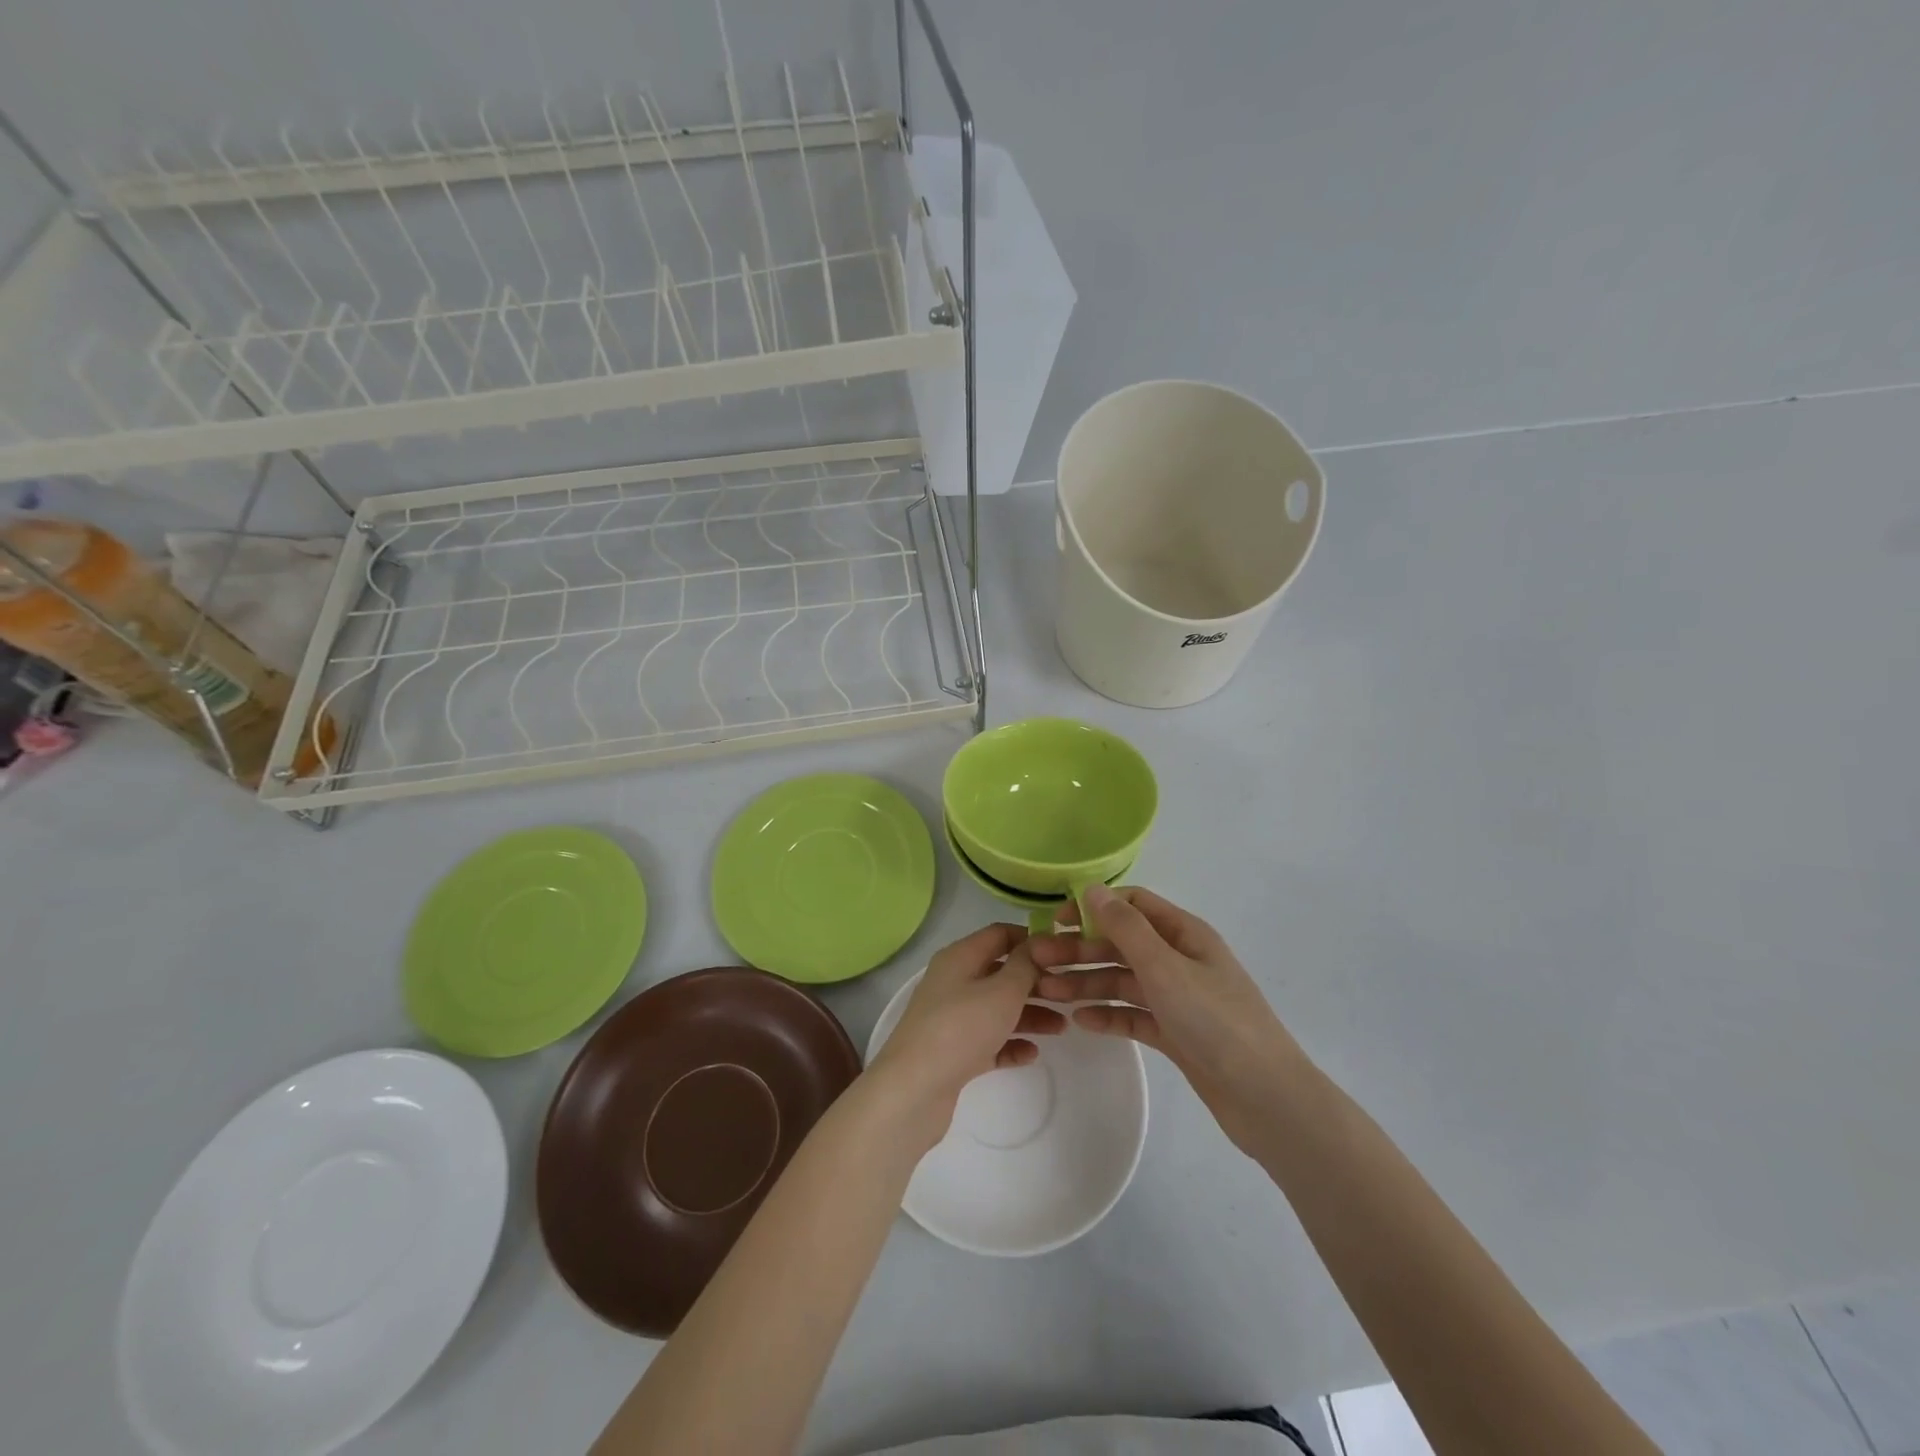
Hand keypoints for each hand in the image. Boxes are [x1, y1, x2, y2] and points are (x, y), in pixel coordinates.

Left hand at [868, 923, 1066, 1140]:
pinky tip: (1032, 1054)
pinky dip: (1010, 1044)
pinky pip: (989, 1041)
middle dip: (1036, 982)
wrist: (914, 1089)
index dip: (1032, 940)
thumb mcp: (1002, 991)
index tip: (1064, 954)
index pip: (1000, 934)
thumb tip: (1036, 946)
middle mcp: (954, 982)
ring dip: (1030, 1015)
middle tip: (1071, 994)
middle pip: (1002, 973)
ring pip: (998, 1008)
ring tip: (1062, 1027)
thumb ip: (1025, 966)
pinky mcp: (954, 1052)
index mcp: (960, 958)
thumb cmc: (961, 1029)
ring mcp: (952, 1018)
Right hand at [1032, 885, 1301, 1157]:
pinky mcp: (1176, 1033)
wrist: (1266, 1098)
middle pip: (1121, 945)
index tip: (1056, 921)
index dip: (1093, 907)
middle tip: (1038, 963)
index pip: (1132, 905)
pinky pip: (1134, 1015)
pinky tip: (1081, 1022)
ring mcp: (1178, 998)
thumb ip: (1126, 927)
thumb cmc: (1215, 1021)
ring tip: (1049, 994)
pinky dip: (1108, 1015)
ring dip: (1087, 983)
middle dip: (1080, 950)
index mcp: (1184, 934)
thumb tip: (1091, 888)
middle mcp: (1180, 960)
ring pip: (1123, 981)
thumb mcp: (1165, 967)